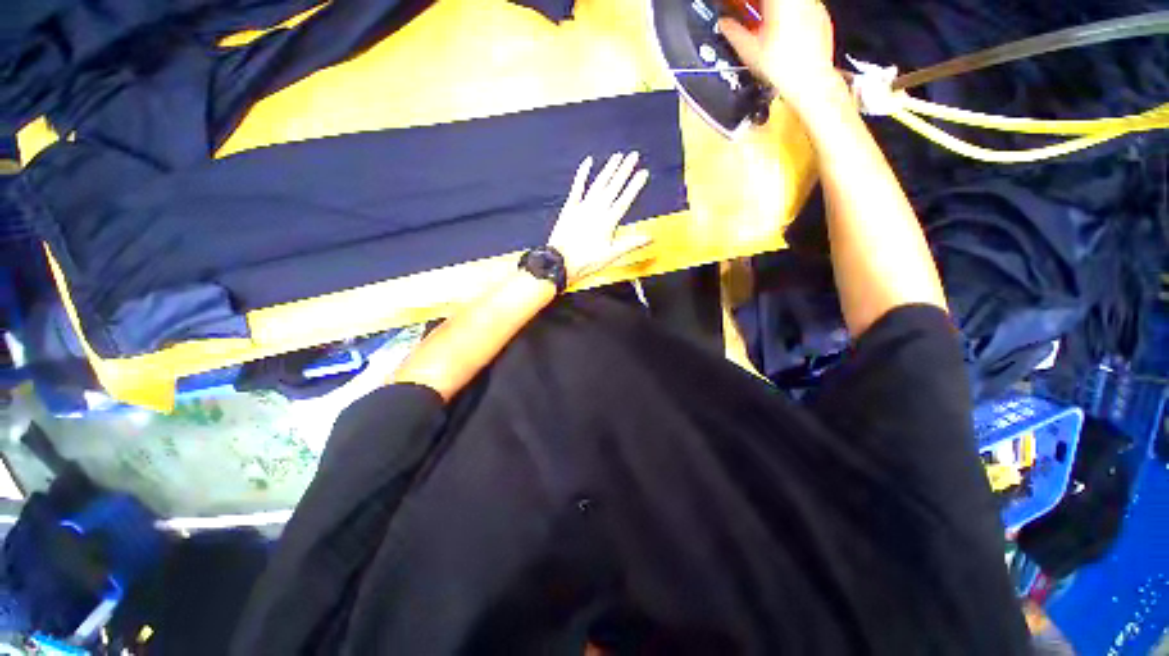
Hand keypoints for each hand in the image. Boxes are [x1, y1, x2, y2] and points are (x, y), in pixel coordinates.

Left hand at [548, 152, 651, 285]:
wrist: (560, 262)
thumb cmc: (586, 261)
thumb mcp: (611, 256)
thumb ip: (631, 244)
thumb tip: (649, 238)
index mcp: (608, 222)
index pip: (625, 200)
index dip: (635, 186)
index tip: (644, 172)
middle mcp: (596, 210)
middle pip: (613, 187)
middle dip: (624, 171)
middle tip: (634, 155)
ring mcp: (582, 207)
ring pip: (598, 184)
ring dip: (608, 169)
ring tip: (618, 156)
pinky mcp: (570, 207)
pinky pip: (577, 187)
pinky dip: (582, 174)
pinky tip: (588, 162)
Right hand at [718, 0, 839, 110]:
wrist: (810, 81)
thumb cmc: (783, 69)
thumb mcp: (749, 52)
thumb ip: (734, 33)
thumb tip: (724, 24)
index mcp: (779, 2)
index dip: (750, 2)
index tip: (744, 6)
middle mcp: (799, 1)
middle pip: (776, 1)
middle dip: (763, 7)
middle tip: (754, 14)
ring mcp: (813, 7)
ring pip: (791, 4)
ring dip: (777, 11)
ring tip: (768, 25)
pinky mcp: (821, 17)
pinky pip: (804, 10)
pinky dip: (792, 18)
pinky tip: (785, 35)